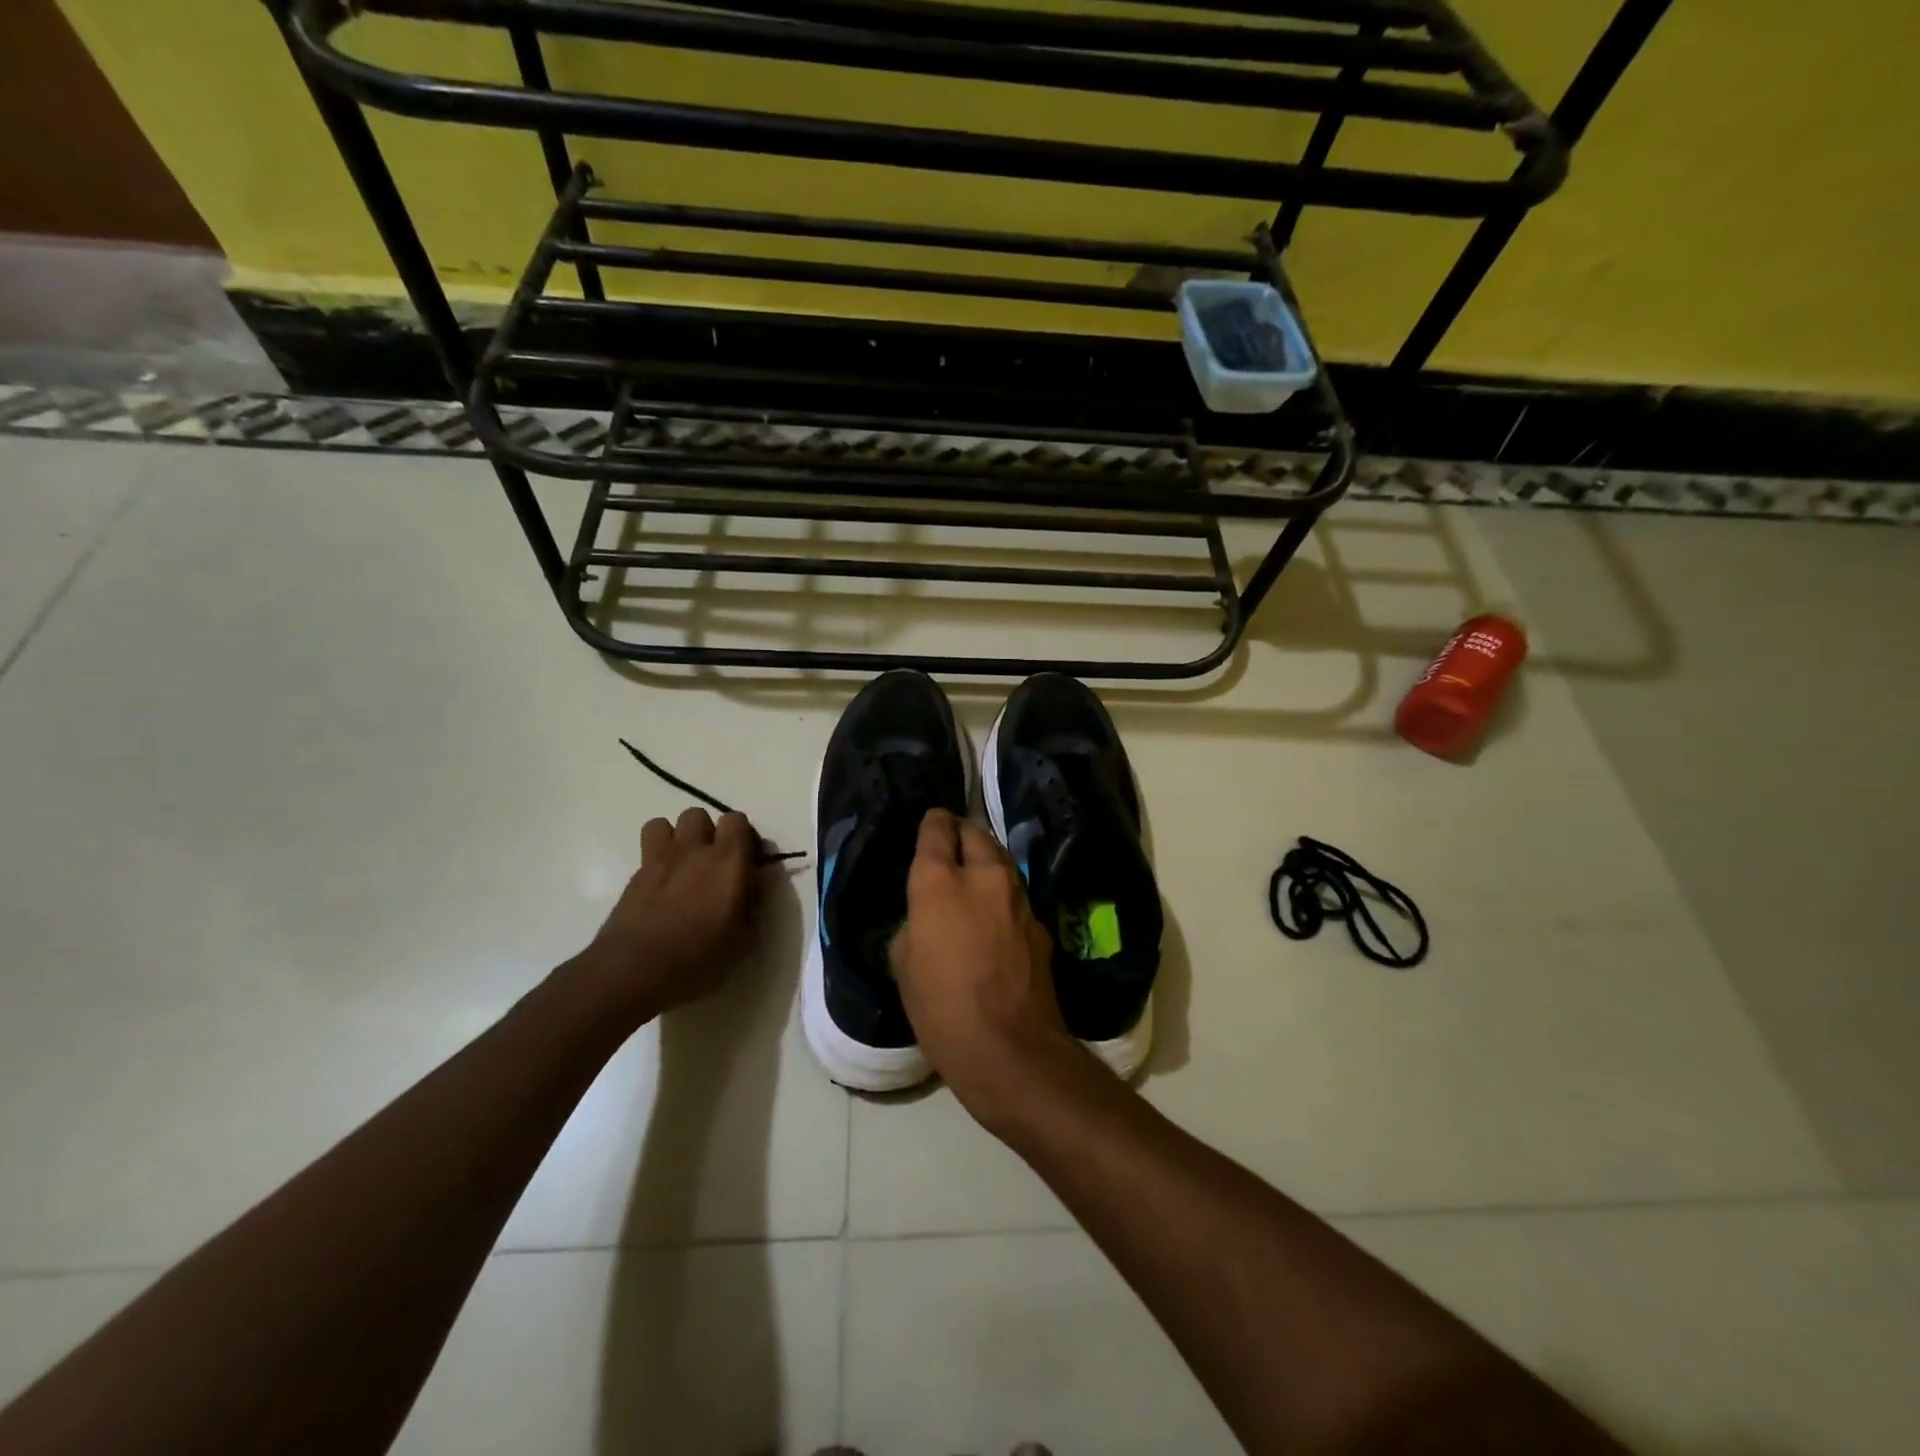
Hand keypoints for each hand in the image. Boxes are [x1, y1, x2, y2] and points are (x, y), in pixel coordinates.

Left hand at [584, 807, 761, 1021]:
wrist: (634, 971)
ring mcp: (658, 860)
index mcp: (728, 860)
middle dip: (707, 832)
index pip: (737, 820)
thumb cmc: (698, 958)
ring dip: (676, 838)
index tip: (746, 860)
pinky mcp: (633, 876)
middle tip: (713, 862)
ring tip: (682, 865)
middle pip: (698, 815)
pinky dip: (656, 860)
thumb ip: (753, 902)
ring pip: (664, 824)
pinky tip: (661, 887)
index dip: (743, 836)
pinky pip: (647, 852)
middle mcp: (693, 850)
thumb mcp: (743, 940)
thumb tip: (756, 881)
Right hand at [890, 809, 1085, 1128]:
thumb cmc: (941, 1009)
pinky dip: (1003, 896)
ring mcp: (1018, 898)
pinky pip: (1016, 895)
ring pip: (1001, 861)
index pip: (938, 830)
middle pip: (976, 833)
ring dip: (986, 861)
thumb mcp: (904, 966)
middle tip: (951, 848)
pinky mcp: (1041, 924)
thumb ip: (914, 925)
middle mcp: (984, 877)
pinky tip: (996, 917)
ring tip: (973, 877)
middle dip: (963, 834)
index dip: (933, 823)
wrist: (1010, 1048)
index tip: (931, 825)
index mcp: (940, 882)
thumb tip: (928, 918)